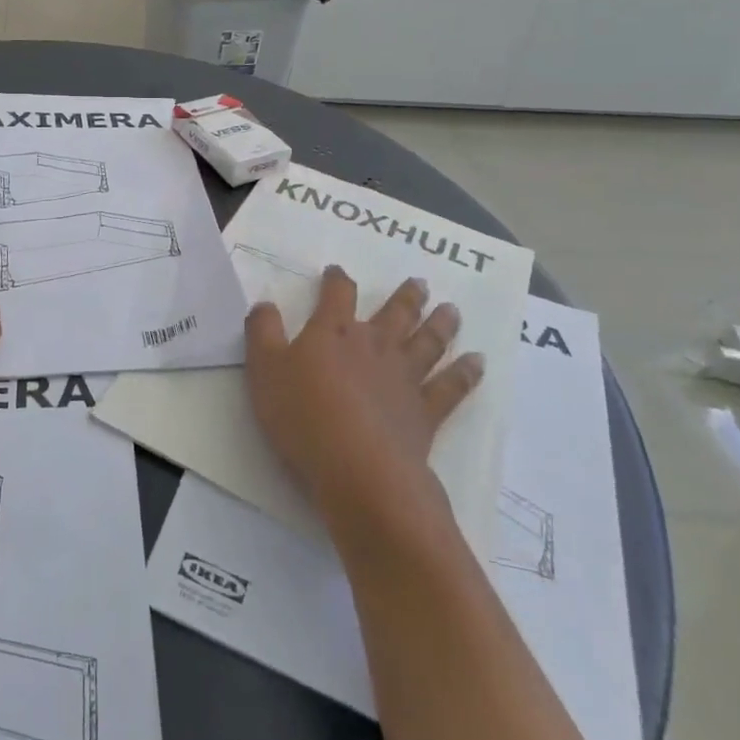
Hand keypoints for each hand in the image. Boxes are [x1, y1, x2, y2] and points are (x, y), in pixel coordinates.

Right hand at [245, 268, 481, 534]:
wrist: (357, 468)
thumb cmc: (303, 416)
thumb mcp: (264, 370)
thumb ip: (263, 332)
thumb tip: (264, 303)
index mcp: (333, 333)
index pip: (337, 295)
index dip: (337, 281)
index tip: (337, 272)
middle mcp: (373, 346)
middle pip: (394, 313)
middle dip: (406, 297)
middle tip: (420, 282)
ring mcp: (404, 377)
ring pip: (427, 342)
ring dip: (440, 324)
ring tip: (452, 309)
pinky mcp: (425, 411)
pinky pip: (451, 387)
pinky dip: (465, 373)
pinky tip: (477, 362)